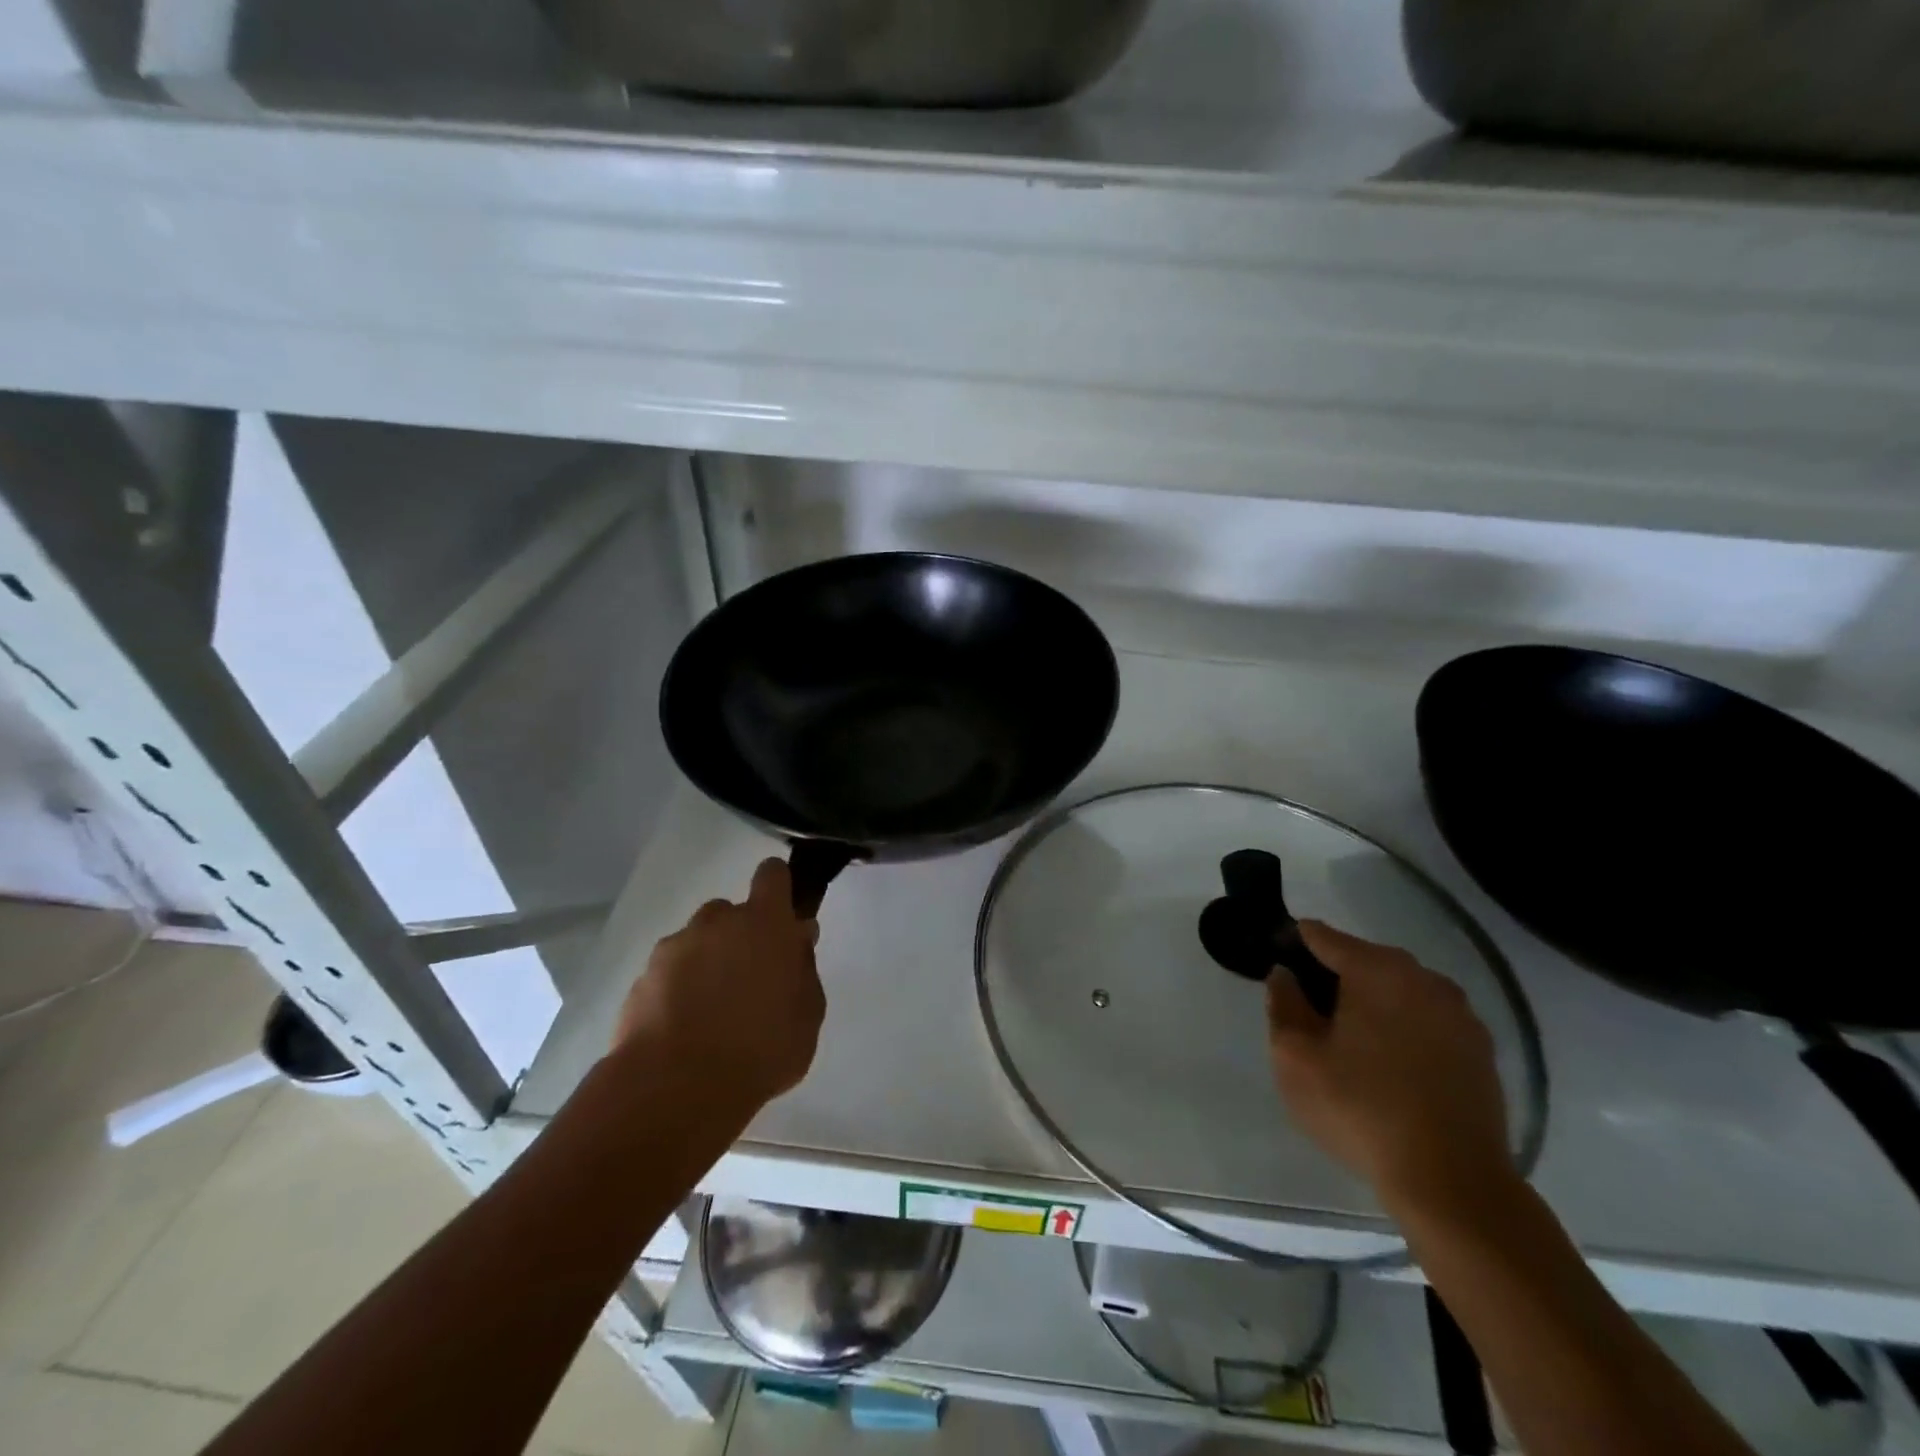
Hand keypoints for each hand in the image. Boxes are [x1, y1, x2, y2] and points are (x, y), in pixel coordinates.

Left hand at [613, 859, 824, 1111]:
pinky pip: (669, 972)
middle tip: (750, 982)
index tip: (783, 919)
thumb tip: (797, 940)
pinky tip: (683, 1029)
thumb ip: (804, 969)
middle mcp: (717, 923)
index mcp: (765, 923)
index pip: (772, 875)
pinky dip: (677, 990)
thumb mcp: (808, 1014)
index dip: (778, 888)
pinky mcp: (642, 978)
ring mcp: (675, 948)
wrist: (676, 1089)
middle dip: (741, 937)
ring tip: (712, 1013)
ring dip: (707, 962)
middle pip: (731, 912)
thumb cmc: (761, 1049)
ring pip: (698, 942)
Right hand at [1267, 920, 1514, 1218]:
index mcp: (1376, 970)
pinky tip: (1391, 1064)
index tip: (1278, 964)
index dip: (1295, 944)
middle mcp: (1423, 978)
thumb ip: (1283, 1004)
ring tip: (1351, 1040)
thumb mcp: (1295, 1056)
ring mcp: (1460, 1013)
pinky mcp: (1481, 1050)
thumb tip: (1285, 975)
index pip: (1324, 936)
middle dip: (1335, 976)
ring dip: (1374, 1002)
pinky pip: (1429, 1020)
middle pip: (1366, 960)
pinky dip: (1405, 1028)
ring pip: (1401, 990)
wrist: (1453, 1182)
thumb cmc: (1360, 1109)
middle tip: (1310, 1011)